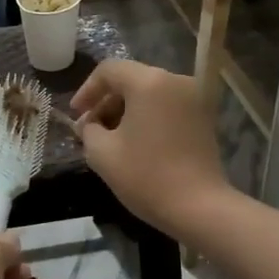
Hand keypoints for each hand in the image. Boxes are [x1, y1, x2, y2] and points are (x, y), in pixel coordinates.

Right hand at [72, 60, 231, 237]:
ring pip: (149, 93)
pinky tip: (135, 141)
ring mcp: (193, 98)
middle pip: (131, 79)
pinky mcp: (203, 117)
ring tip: (110, 137)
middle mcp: (174, 80)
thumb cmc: (146, 176)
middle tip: (89, 128)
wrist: (200, 208)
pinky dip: (147, 116)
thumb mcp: (102, 153)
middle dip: (105, 101)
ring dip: (125, 109)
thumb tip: (89, 124)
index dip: (86, 90)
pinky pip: (166, 105)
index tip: (75, 115)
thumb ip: (88, 130)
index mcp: (149, 82)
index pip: (109, 70)